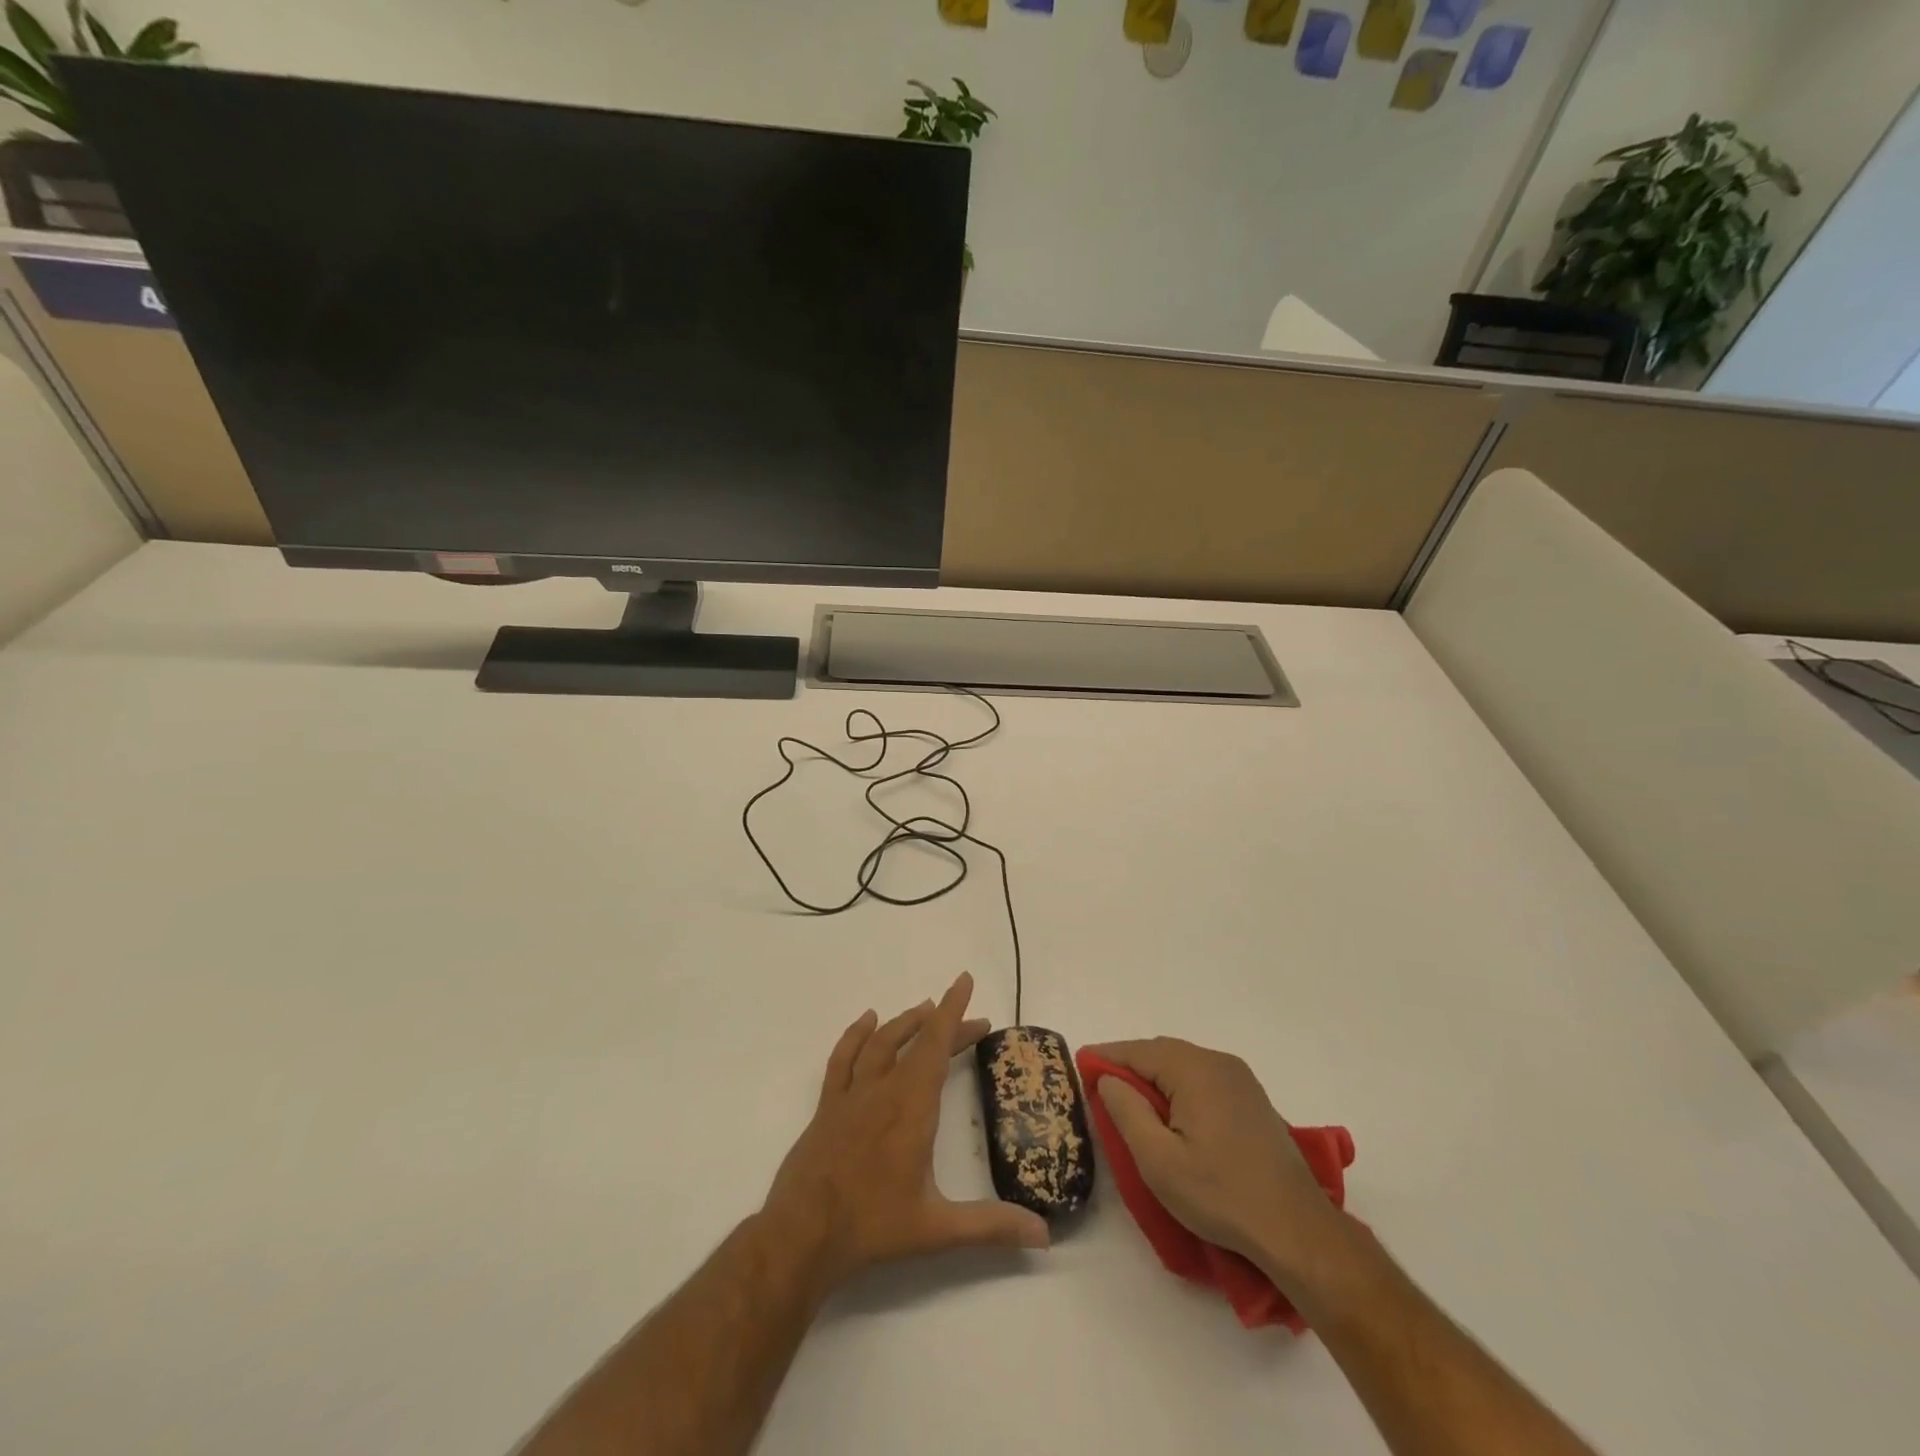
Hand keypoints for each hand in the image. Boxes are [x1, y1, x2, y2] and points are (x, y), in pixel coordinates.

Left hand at [762, 972, 1050, 1296]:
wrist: (802, 1234)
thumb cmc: (872, 1227)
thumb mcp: (937, 1230)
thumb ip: (990, 1226)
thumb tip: (1044, 1235)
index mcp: (912, 1108)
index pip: (935, 1046)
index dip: (953, 1011)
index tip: (964, 980)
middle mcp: (883, 1090)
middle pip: (917, 1043)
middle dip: (946, 1025)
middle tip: (974, 1022)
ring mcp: (852, 1095)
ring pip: (881, 1042)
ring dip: (906, 1022)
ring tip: (926, 1009)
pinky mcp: (828, 1105)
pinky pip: (843, 1057)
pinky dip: (856, 1034)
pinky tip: (867, 1021)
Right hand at [1085, 1037, 1351, 1290]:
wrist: (1296, 1229)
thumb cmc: (1220, 1195)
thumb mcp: (1159, 1161)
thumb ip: (1127, 1112)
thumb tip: (1108, 1078)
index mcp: (1194, 1069)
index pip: (1137, 1051)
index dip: (1106, 1057)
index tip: (1079, 1065)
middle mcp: (1218, 1062)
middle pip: (1161, 1052)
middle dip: (1129, 1065)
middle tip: (1100, 1085)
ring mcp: (1240, 1079)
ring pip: (1183, 1064)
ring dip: (1154, 1077)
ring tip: (1130, 1100)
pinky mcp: (1252, 1099)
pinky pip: (1203, 1079)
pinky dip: (1179, 1086)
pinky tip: (1171, 1112)